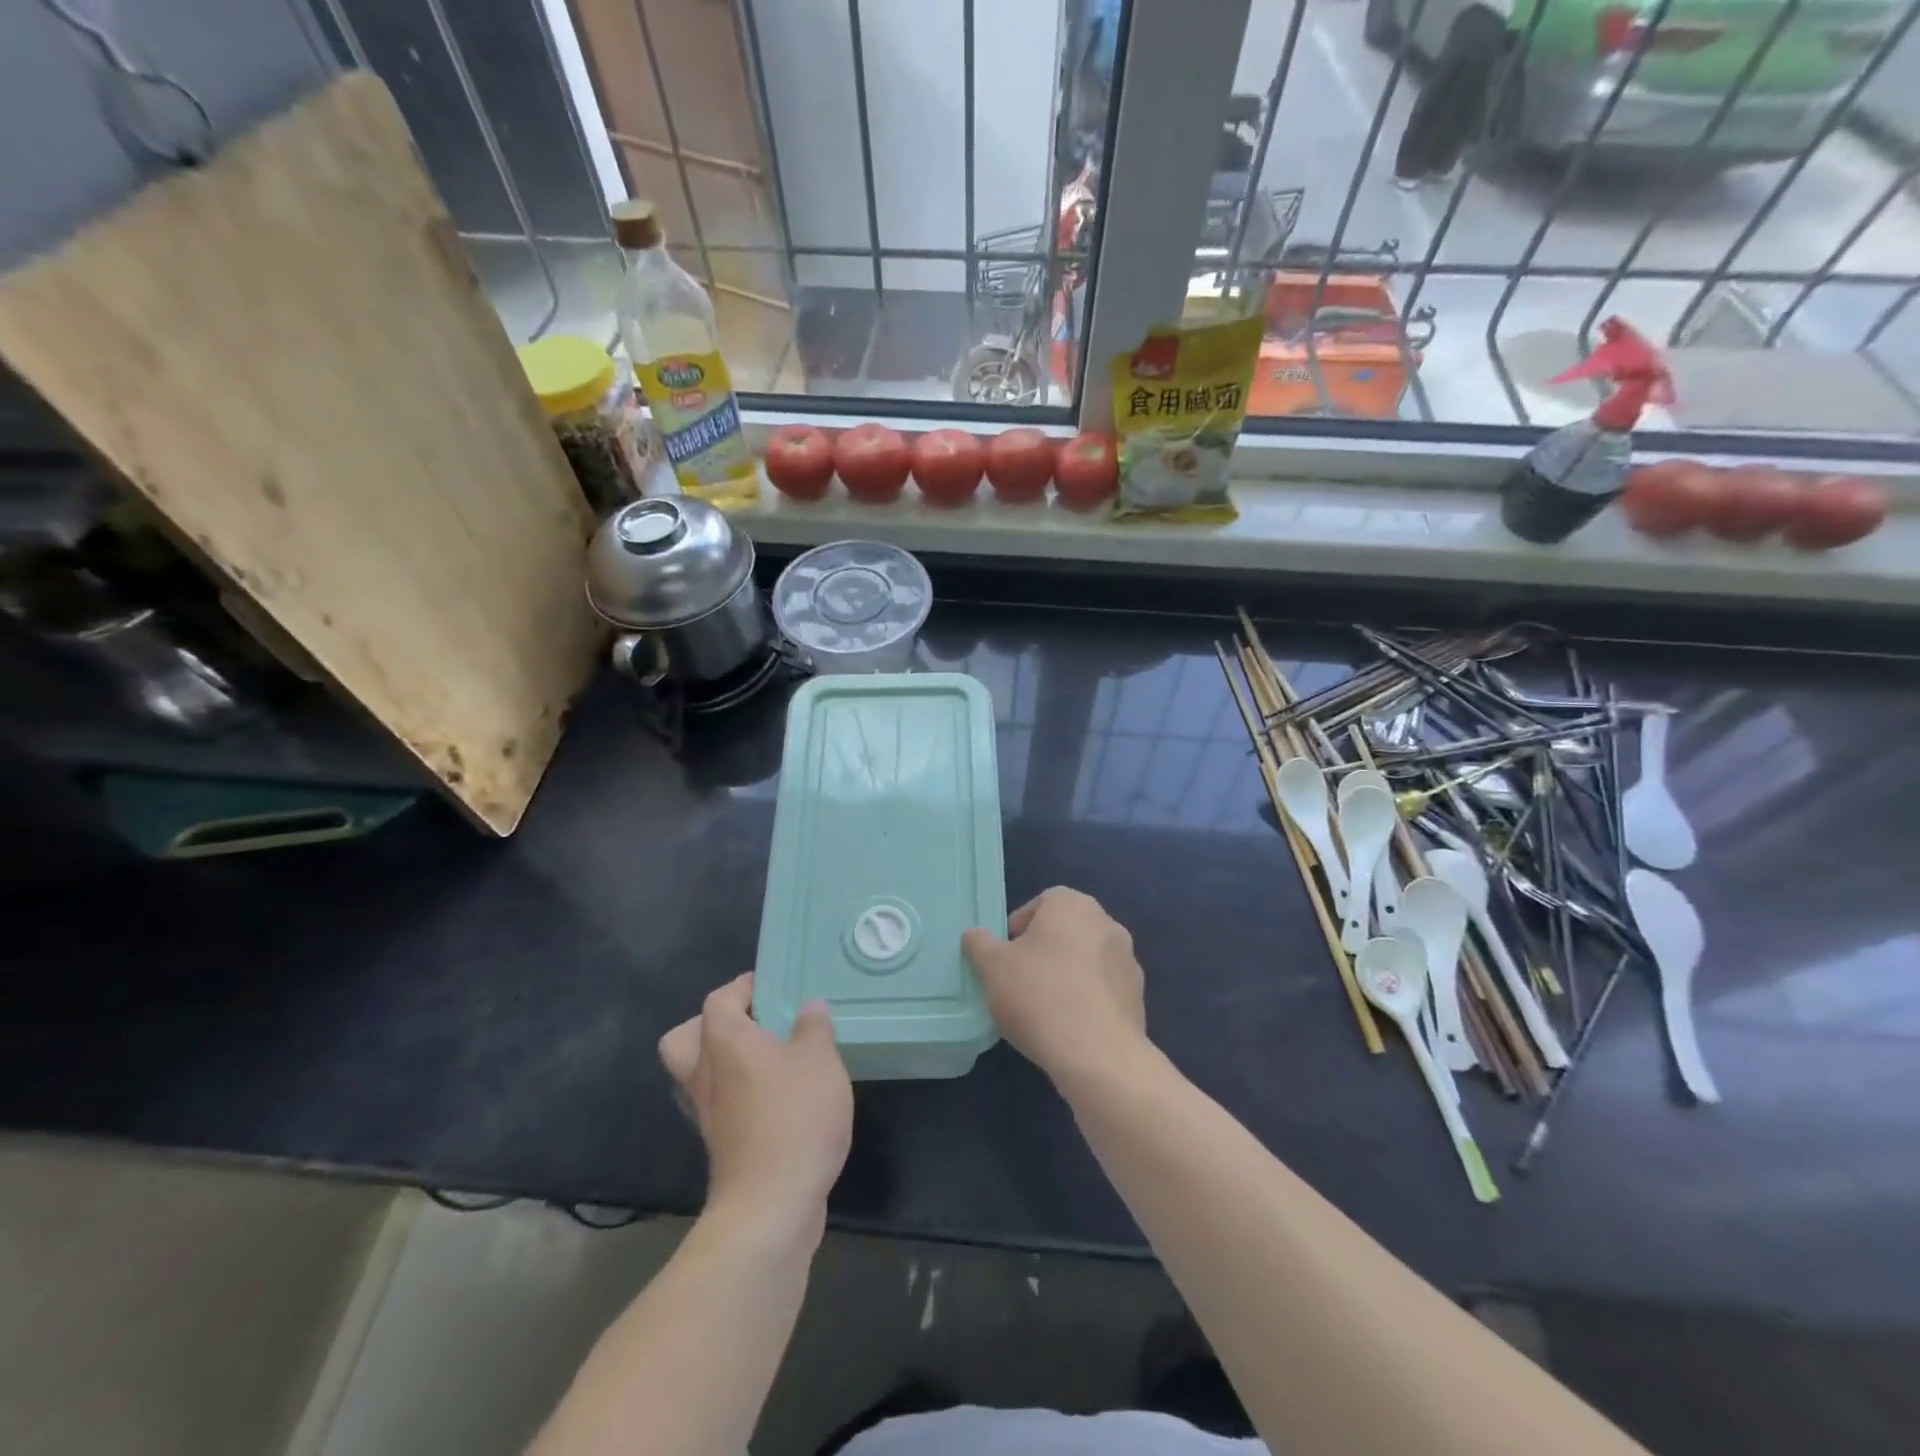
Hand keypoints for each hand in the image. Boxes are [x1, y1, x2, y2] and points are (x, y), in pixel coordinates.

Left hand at [658, 974, 852, 1237]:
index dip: (742, 987)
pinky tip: (776, 1098)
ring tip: (770, 1059)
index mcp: (724, 1041)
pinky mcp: (719, 1145)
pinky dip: (737, 1095)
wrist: (771, 1206)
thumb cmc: (794, 1117)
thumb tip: (810, 1006)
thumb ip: (814, 1026)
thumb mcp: (820, 1060)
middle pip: (685, 1039)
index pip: (719, 999)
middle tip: (754, 1024)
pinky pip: (718, 1105)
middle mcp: (705, 1073)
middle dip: (711, 1026)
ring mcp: (707, 1113)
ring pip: (699, 1075)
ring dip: (724, 1063)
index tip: (772, 985)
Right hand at [961, 887, 1146, 1088]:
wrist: (1098, 1054)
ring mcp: (1128, 961)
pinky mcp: (1138, 997)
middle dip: (1045, 949)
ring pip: (1088, 959)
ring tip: (1044, 1007)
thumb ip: (980, 944)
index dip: (1021, 924)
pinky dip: (1088, 999)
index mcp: (1073, 905)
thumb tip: (974, 936)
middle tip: (1021, 978)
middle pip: (1068, 929)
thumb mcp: (993, 967)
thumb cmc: (1039, 995)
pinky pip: (1104, 989)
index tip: (1006, 953)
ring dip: (1068, 974)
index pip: (1044, 901)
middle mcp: (1107, 923)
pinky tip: (1069, 1026)